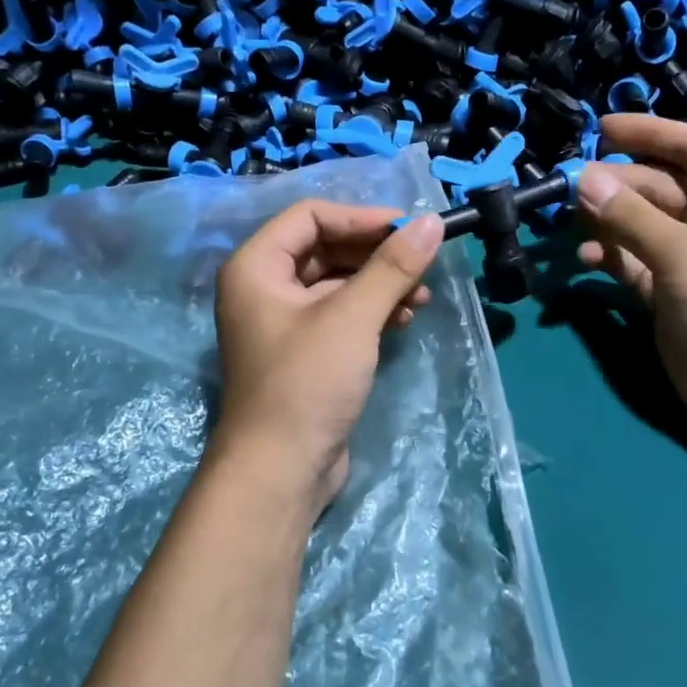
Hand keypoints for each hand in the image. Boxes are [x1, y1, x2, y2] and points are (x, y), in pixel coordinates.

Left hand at [211, 201, 443, 511]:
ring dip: (379, 283)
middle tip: (422, 262)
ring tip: (421, 297)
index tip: (409, 229)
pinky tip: (404, 319)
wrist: (280, 470)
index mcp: (256, 266)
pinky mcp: (303, 351)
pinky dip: (371, 311)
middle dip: (375, 254)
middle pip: (325, 247)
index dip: (361, 217)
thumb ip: (391, 266)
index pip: (310, 216)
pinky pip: (339, 314)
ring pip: (336, 283)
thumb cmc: (306, 383)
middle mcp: (263, 287)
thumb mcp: (352, 318)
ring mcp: (282, 322)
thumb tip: (431, 223)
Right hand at [575, 114, 686, 436]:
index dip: (646, 133)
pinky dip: (610, 257)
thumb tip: (581, 178)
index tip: (599, 127)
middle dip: (616, 184)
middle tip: (568, 185)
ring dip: (607, 221)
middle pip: (658, 186)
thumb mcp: (684, 252)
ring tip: (570, 220)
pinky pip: (633, 262)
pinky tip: (585, 258)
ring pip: (641, 225)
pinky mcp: (669, 293)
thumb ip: (629, 216)